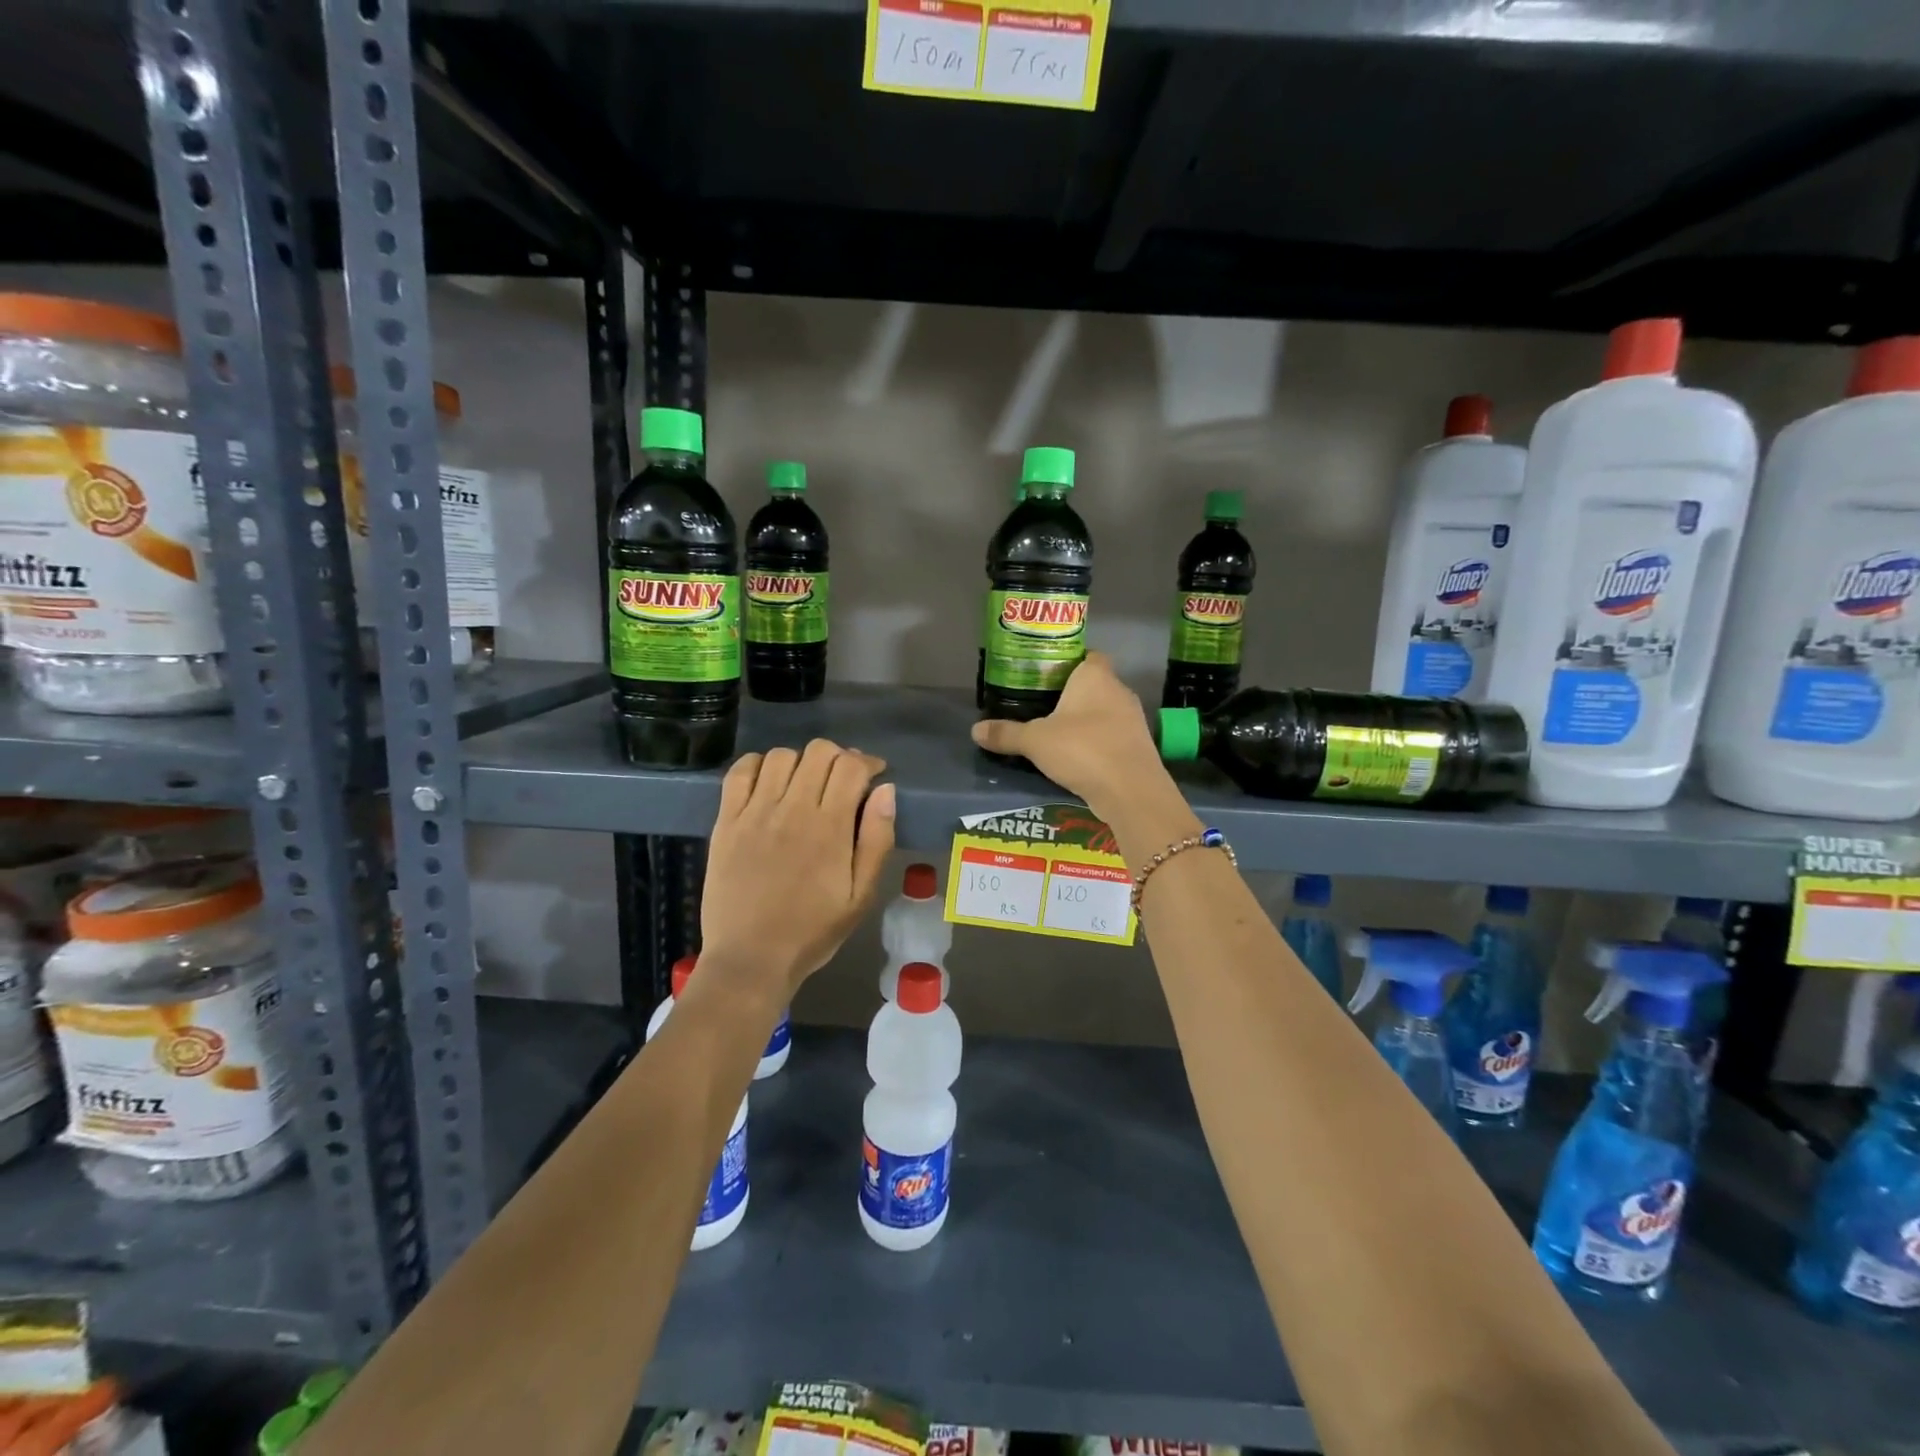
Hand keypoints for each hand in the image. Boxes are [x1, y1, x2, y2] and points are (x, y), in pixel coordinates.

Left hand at [699, 739, 895, 1001]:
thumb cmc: (813, 931)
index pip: (851, 765)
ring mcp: (754, 812)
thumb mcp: (861, 895)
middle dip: (838, 758)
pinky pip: (740, 772)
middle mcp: (792, 809)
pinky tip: (768, 782)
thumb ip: (877, 839)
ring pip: (781, 755)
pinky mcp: (726, 821)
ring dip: (801, 762)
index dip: (867, 762)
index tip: (873, 775)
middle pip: (819, 751)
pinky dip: (758, 765)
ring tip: (805, 784)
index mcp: (830, 827)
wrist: (750, 959)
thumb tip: (886, 790)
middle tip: (841, 781)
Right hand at [970, 652, 1170, 821]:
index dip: (1068, 662)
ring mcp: (1133, 719)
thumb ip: (1006, 733)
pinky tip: (1077, 758)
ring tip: (1056, 734)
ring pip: (1104, 711)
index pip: (1087, 655)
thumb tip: (975, 730)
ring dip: (1085, 721)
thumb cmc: (1082, 749)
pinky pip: (1112, 736)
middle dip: (1072, 695)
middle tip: (1042, 706)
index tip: (1046, 676)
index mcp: (1095, 676)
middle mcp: (1119, 690)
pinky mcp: (1138, 746)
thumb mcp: (1034, 741)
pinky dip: (1097, 743)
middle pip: (1094, 684)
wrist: (1130, 790)